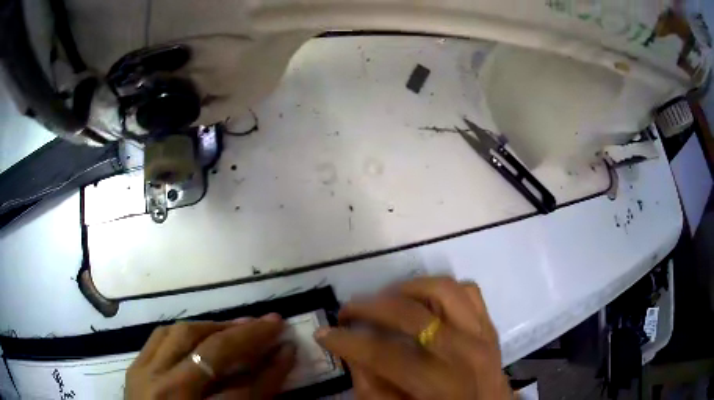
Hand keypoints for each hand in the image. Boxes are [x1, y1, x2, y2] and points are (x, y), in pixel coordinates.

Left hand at [125, 314, 295, 399]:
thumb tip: (271, 372)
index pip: (245, 392)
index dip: (272, 371)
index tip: (290, 350)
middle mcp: (170, 393)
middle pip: (213, 355)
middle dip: (248, 336)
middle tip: (272, 322)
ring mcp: (147, 375)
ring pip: (183, 335)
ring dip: (217, 326)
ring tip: (240, 323)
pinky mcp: (135, 366)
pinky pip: (160, 335)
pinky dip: (186, 329)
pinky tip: (201, 329)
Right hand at [315, 277, 512, 399]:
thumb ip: (372, 389)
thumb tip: (353, 354)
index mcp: (439, 385)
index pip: (384, 354)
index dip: (347, 341)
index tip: (324, 334)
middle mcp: (464, 353)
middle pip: (411, 314)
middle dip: (369, 307)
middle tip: (348, 311)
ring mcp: (482, 333)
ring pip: (442, 290)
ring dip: (406, 289)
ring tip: (385, 301)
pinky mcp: (489, 324)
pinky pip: (467, 290)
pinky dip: (441, 289)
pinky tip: (424, 302)